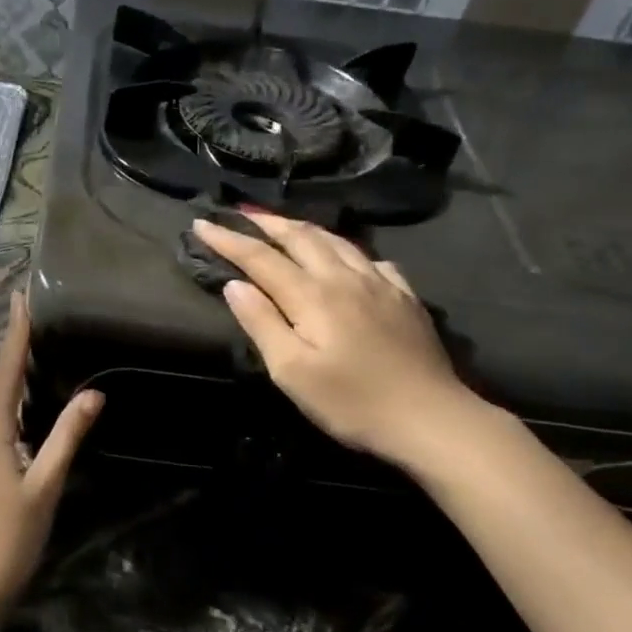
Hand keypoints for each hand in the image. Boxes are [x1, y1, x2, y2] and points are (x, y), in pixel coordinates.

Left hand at [0, 291, 101, 618]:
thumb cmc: (8, 538)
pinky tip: (22, 407)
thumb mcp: (45, 485)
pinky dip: (5, 402)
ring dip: (8, 374)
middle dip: (12, 347)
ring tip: (32, 351)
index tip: (21, 297)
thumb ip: (67, 437)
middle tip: (32, 316)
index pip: (7, 370)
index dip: (17, 333)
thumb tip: (93, 393)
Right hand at [192, 211, 478, 468]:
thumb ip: (262, 323)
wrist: (430, 418)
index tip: (201, 224)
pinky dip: (345, 249)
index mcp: (312, 295)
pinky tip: (345, 258)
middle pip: (300, 237)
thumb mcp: (291, 372)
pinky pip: (370, 259)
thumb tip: (235, 285)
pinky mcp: (405, 297)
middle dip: (266, 222)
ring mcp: (380, 283)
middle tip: (240, 213)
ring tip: (283, 225)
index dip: (229, 240)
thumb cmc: (351, 402)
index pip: (260, 258)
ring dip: (303, 229)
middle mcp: (345, 277)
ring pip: (336, 241)